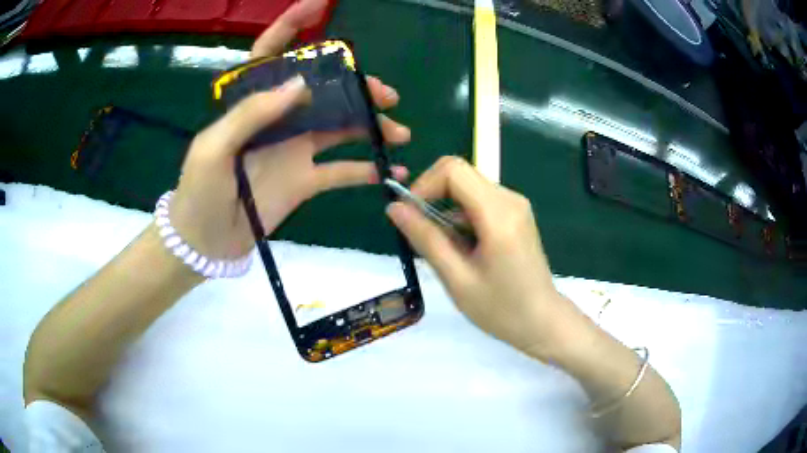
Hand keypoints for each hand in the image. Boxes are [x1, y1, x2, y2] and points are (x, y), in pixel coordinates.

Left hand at [169, 0, 410, 259]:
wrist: (204, 242)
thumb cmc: (198, 192)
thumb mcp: (214, 148)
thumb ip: (251, 112)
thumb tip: (300, 81)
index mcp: (251, 102)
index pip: (271, 53)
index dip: (293, 25)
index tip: (320, 4)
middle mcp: (278, 118)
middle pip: (322, 88)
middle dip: (355, 85)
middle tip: (384, 95)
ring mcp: (295, 148)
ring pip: (340, 126)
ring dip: (371, 124)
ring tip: (399, 132)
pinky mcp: (306, 179)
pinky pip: (342, 170)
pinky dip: (368, 169)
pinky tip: (394, 171)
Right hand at [386, 157, 571, 355]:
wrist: (542, 321)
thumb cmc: (501, 309)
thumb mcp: (456, 278)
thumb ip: (425, 238)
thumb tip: (394, 207)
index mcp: (498, 214)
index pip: (453, 170)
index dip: (424, 184)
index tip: (410, 215)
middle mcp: (510, 199)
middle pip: (460, 174)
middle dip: (432, 196)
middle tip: (422, 234)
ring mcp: (515, 205)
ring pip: (467, 188)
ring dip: (446, 210)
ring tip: (444, 250)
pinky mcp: (515, 214)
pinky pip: (479, 201)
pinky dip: (461, 217)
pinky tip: (462, 248)